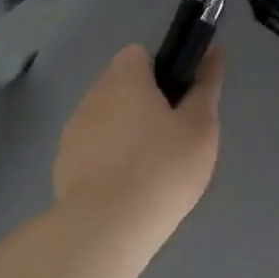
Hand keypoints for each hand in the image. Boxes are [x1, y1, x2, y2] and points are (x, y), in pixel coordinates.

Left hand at [54, 44, 225, 247]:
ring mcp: (73, 130)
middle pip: (120, 85)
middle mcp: (93, 95)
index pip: (138, 54)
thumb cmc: (163, 168)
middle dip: (143, 103)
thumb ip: (206, 86)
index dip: (161, 72)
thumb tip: (215, 52)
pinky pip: (91, 149)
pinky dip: (107, 159)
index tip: (179, 103)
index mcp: (125, 78)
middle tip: (171, 139)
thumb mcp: (200, 127)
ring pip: (105, 118)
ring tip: (149, 169)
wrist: (108, 225)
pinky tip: (125, 188)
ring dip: (124, 131)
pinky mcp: (63, 163)